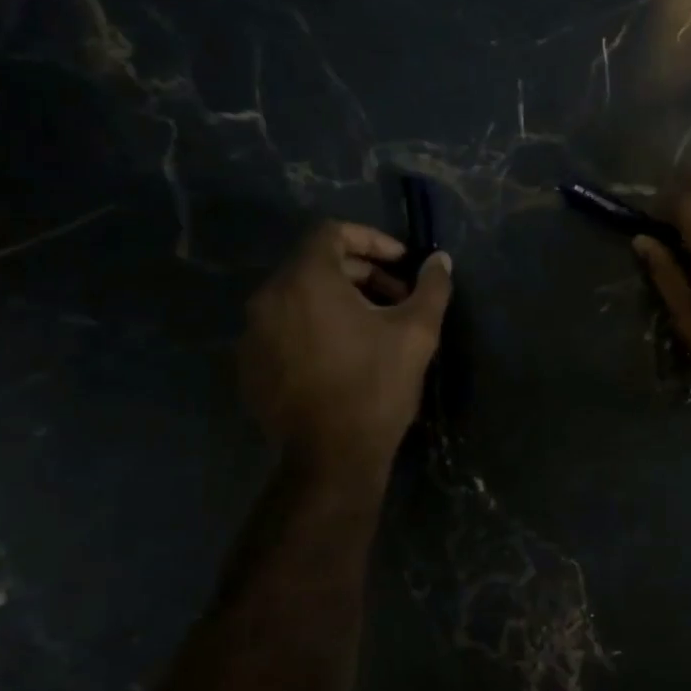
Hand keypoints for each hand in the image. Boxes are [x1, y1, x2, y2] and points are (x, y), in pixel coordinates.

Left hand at [240, 222, 452, 468]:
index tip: (402, 263)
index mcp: (306, 280)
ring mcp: (253, 333)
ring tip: (374, 329)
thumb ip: (431, 287)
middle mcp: (269, 297)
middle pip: (315, 265)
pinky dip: (314, 327)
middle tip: (397, 299)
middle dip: (361, 274)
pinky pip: (284, 328)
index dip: (372, 240)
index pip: (332, 232)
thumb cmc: (376, 386)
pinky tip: (343, 356)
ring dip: (338, 301)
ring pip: (299, 298)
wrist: (331, 457)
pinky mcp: (250, 365)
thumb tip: (440, 260)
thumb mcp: (417, 332)